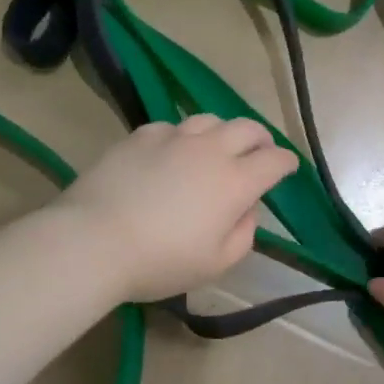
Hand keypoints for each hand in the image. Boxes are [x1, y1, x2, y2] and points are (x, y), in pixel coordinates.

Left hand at [58, 115, 300, 303]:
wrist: (94, 240)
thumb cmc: (160, 261)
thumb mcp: (215, 263)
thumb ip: (243, 234)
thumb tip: (247, 209)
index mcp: (235, 181)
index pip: (274, 160)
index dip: (286, 162)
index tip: (288, 167)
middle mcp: (210, 150)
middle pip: (247, 128)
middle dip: (261, 139)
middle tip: (260, 151)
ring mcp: (174, 137)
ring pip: (210, 120)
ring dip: (223, 132)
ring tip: (218, 147)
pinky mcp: (141, 135)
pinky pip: (172, 127)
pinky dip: (183, 137)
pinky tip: (172, 152)